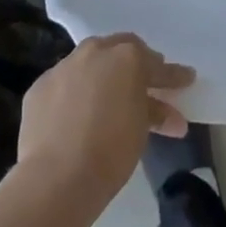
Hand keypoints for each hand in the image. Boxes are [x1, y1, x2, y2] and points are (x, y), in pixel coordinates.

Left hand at [15, 33, 193, 207]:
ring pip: (88, 62)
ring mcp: (63, 67)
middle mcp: (94, 52)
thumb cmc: (111, 151)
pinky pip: (64, 83)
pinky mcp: (40, 86)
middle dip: (134, 64)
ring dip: (102, 76)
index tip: (185, 80)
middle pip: (120, 50)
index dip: (172, 76)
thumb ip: (155, 113)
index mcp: (127, 57)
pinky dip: (74, 93)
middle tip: (145, 84)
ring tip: (108, 99)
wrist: (57, 176)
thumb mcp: (142, 130)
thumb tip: (170, 117)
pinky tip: (76, 114)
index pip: (156, 64)